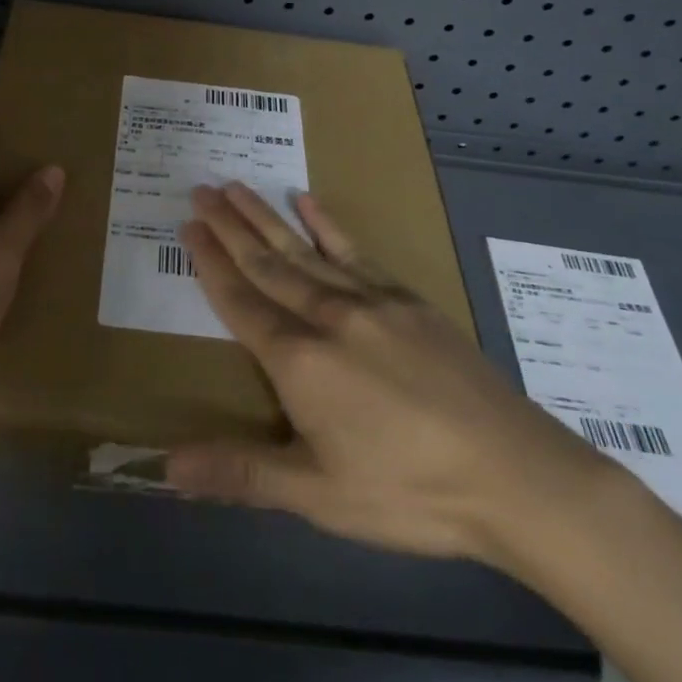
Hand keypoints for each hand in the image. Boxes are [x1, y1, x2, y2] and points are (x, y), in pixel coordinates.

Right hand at [166, 183, 620, 571]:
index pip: (241, 302)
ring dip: (266, 217)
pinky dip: (327, 225)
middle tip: (201, 188)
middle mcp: (328, 317)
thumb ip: (241, 472)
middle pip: (267, 263)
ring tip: (237, 185)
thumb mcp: (319, 495)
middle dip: (230, 226)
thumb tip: (166, 468)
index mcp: (299, 361)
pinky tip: (308, 201)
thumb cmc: (409, 491)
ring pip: (304, 249)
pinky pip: (355, 252)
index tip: (188, 225)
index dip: (211, 264)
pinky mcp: (408, 300)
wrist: (516, 475)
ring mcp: (372, 302)